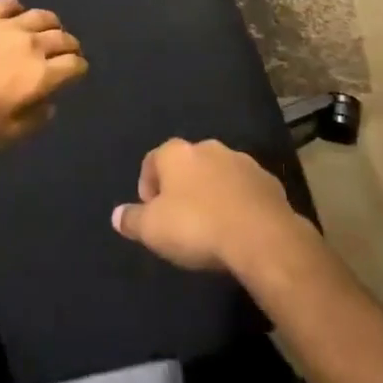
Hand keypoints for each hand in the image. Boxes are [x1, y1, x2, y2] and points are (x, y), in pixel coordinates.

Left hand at [0, 0, 88, 148]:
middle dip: (70, 46)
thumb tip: (49, 105)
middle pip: (63, 37)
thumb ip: (34, 120)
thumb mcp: (5, 135)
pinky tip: (15, 16)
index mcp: (41, 75)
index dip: (79, 69)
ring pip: (42, 16)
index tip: (76, 73)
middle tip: (67, 53)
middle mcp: (32, 44)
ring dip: (51, 24)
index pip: (74, 65)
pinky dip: (19, 9)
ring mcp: (9, 24)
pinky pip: (11, 4)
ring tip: (48, 31)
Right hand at [111, 139, 317, 275]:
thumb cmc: (197, 227)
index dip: (147, 186)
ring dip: (211, 192)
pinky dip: (237, 201)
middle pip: (186, 164)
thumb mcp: (154, 230)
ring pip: (217, 173)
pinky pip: (244, 188)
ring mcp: (240, 160)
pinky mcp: (266, 180)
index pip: (152, 161)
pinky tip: (237, 227)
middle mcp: (207, 147)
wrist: (260, 235)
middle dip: (181, 187)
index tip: (150, 213)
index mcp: (176, 153)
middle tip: (180, 219)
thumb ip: (133, 220)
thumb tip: (115, 214)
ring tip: (210, 225)